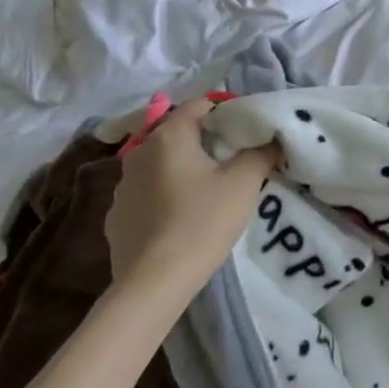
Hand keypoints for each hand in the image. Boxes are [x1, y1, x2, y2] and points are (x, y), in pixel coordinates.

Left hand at [104, 96, 279, 300]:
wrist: (154, 283)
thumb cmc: (203, 221)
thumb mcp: (245, 182)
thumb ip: (262, 152)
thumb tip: (273, 138)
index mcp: (168, 136)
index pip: (202, 104)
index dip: (229, 112)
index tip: (250, 132)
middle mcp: (138, 153)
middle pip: (180, 133)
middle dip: (208, 141)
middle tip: (236, 160)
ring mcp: (122, 187)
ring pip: (163, 164)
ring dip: (185, 168)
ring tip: (210, 190)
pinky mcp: (116, 217)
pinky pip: (149, 193)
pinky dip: (167, 195)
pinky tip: (183, 217)